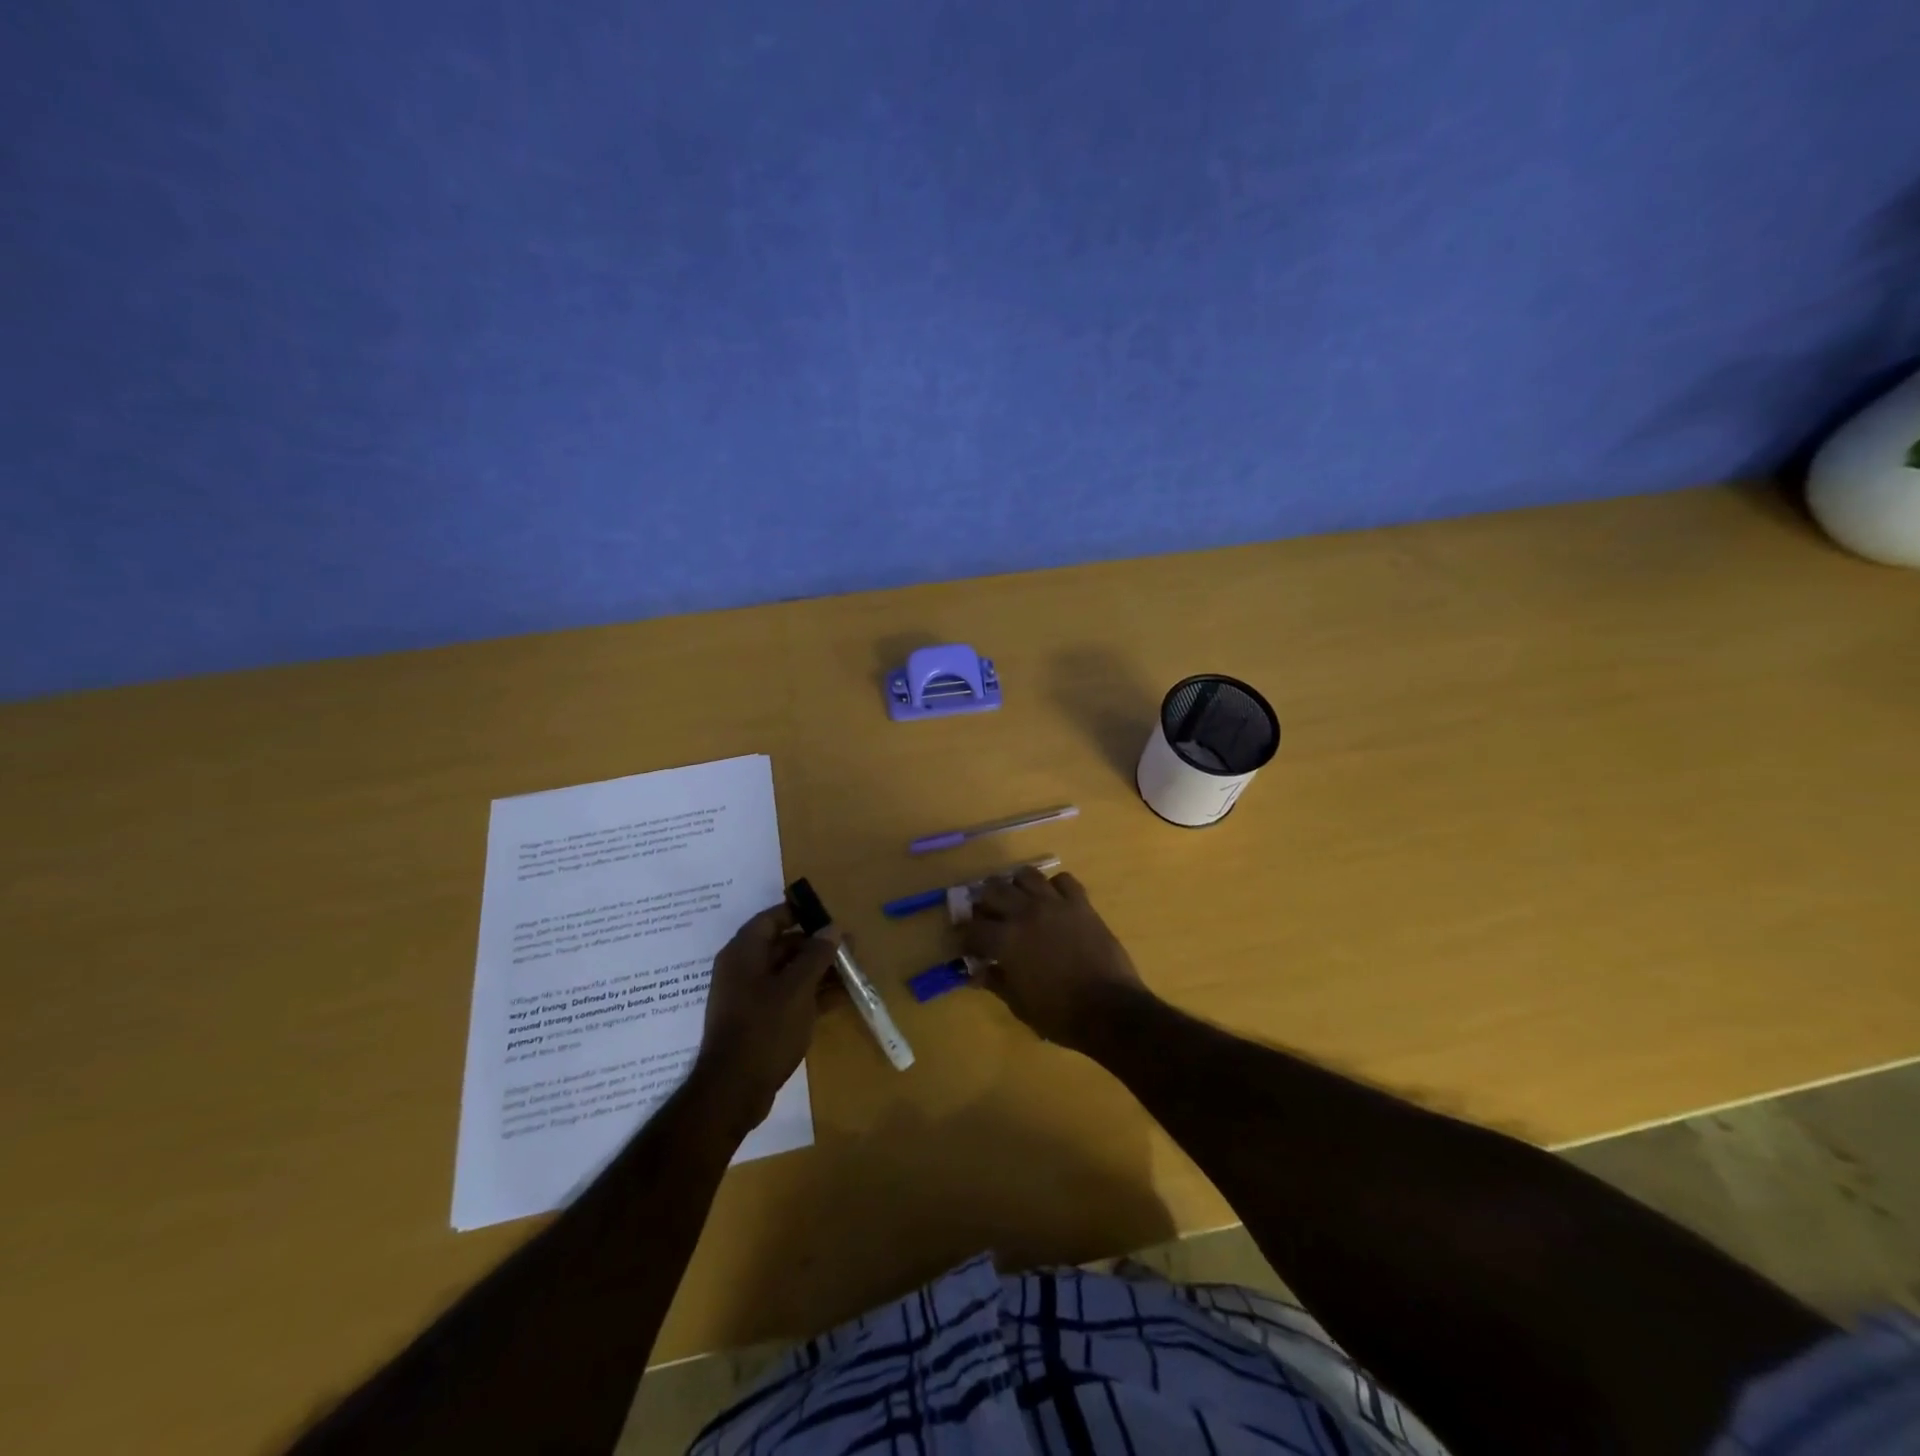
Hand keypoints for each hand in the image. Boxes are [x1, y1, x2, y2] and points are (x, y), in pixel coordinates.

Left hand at [694, 904, 838, 1133]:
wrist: (734, 1091)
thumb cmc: (765, 1028)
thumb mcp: (797, 988)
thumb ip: (816, 954)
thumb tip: (832, 928)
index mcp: (744, 952)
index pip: (772, 918)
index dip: (800, 912)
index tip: (830, 916)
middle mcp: (743, 969)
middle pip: (783, 945)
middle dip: (817, 945)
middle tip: (851, 947)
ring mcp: (750, 997)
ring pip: (789, 973)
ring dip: (819, 971)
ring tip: (853, 972)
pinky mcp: (759, 1021)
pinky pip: (788, 996)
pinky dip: (812, 994)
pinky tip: (842, 997)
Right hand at [959, 868, 1148, 1050]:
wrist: (1110, 1009)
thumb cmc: (1060, 1014)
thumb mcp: (1019, 1004)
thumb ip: (995, 982)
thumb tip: (976, 972)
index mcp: (1006, 940)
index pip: (973, 929)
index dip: (965, 937)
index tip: (967, 945)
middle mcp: (1025, 913)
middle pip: (993, 890)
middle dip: (984, 903)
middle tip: (987, 917)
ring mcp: (1055, 904)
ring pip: (1026, 875)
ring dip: (1016, 886)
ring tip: (1017, 900)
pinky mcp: (1081, 904)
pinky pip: (1063, 880)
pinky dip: (1054, 886)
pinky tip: (1053, 900)